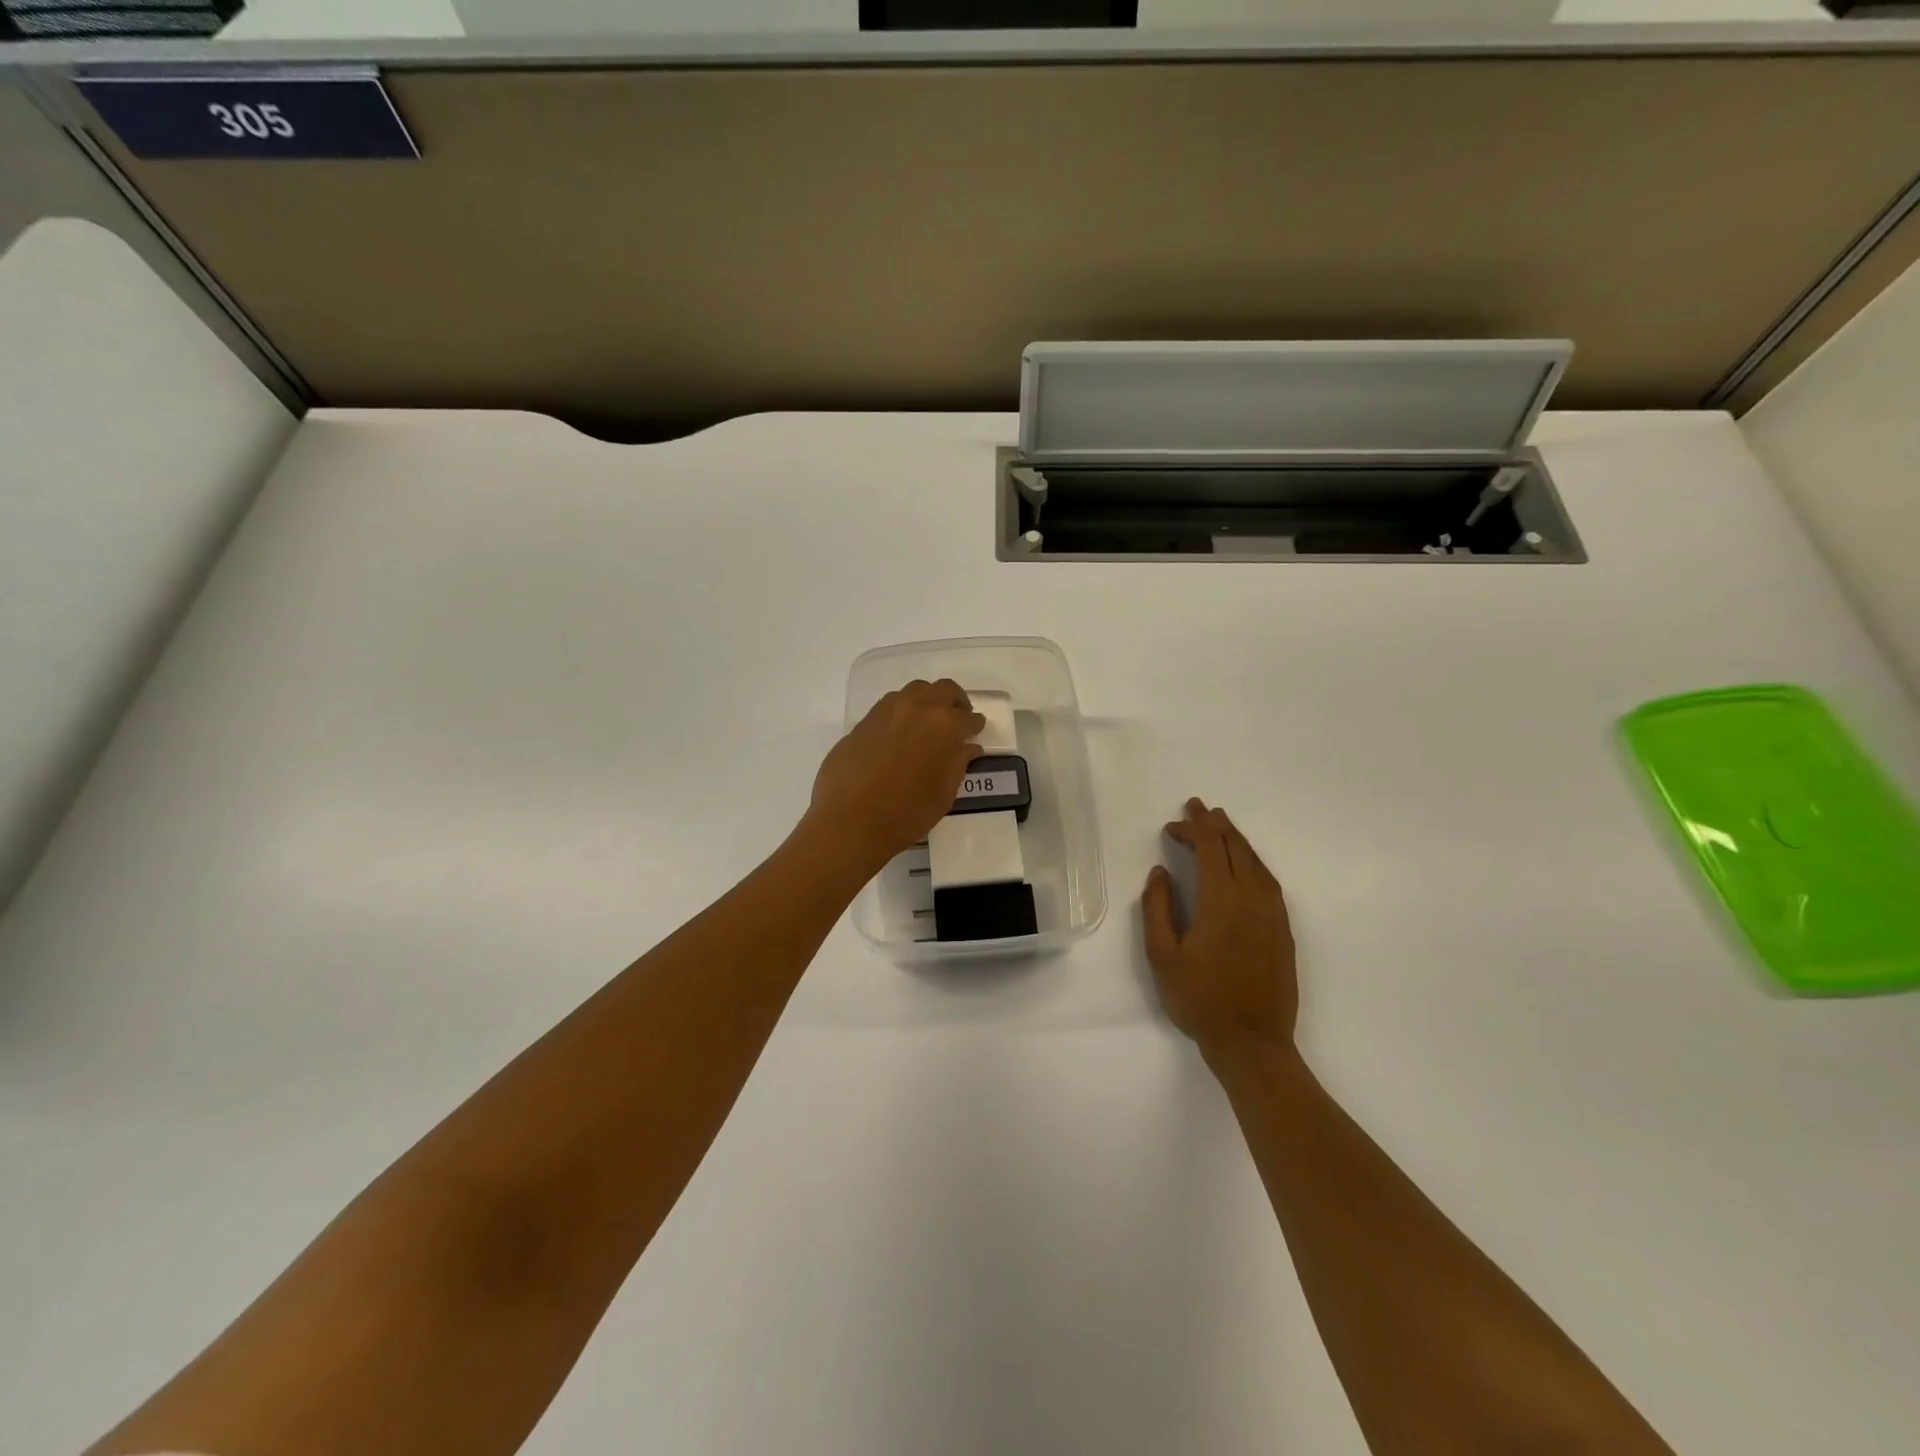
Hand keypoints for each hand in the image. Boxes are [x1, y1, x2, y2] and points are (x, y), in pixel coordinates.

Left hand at [805, 679, 985, 873]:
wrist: (850, 820)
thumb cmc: (907, 813)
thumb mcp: (944, 793)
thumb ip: (958, 763)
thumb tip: (967, 747)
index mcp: (945, 725)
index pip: (968, 717)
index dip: (974, 724)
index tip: (975, 731)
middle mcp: (918, 708)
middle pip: (943, 690)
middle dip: (954, 702)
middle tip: (956, 720)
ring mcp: (888, 710)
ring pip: (915, 691)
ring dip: (927, 701)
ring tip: (927, 723)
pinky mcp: (864, 720)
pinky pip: (890, 705)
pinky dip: (902, 711)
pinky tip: (900, 733)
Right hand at [1142, 798, 1297, 1061]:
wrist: (1252, 1042)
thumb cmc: (1200, 999)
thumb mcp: (1162, 956)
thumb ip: (1158, 908)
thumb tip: (1160, 873)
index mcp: (1221, 900)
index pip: (1210, 848)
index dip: (1192, 829)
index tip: (1172, 826)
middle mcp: (1252, 898)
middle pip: (1235, 847)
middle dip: (1214, 823)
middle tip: (1197, 807)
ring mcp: (1273, 913)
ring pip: (1255, 861)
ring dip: (1235, 839)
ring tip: (1220, 825)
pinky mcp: (1283, 929)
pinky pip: (1268, 880)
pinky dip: (1252, 861)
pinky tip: (1243, 864)